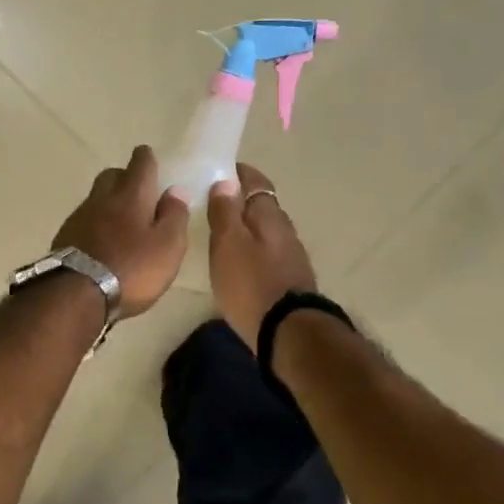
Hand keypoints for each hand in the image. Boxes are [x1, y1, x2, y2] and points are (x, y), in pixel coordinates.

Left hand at [50, 146, 189, 316]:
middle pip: (112, 175)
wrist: (77, 293)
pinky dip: (95, 223)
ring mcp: (80, 216)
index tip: (150, 159)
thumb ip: (174, 216)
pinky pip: (84, 219)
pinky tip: (102, 241)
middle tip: (138, 193)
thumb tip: (175, 190)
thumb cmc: (132, 269)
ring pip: (96, 197)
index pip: (141, 163)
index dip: (147, 159)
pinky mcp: (65, 235)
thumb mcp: (168, 247)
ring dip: (109, 202)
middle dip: (125, 177)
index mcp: (132, 195)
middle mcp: (103, 198)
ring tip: (122, 222)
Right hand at [209, 163, 317, 350]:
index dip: (238, 172)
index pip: (256, 180)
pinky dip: (252, 249)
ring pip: (265, 230)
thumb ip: (225, 211)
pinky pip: (268, 252)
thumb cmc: (251, 283)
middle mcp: (284, 229)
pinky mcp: (290, 278)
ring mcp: (291, 255)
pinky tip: (238, 261)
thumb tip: (226, 181)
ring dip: (246, 227)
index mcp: (269, 214)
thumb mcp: (228, 243)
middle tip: (212, 202)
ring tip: (221, 232)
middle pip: (261, 205)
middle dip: (240, 200)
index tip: (218, 170)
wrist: (288, 333)